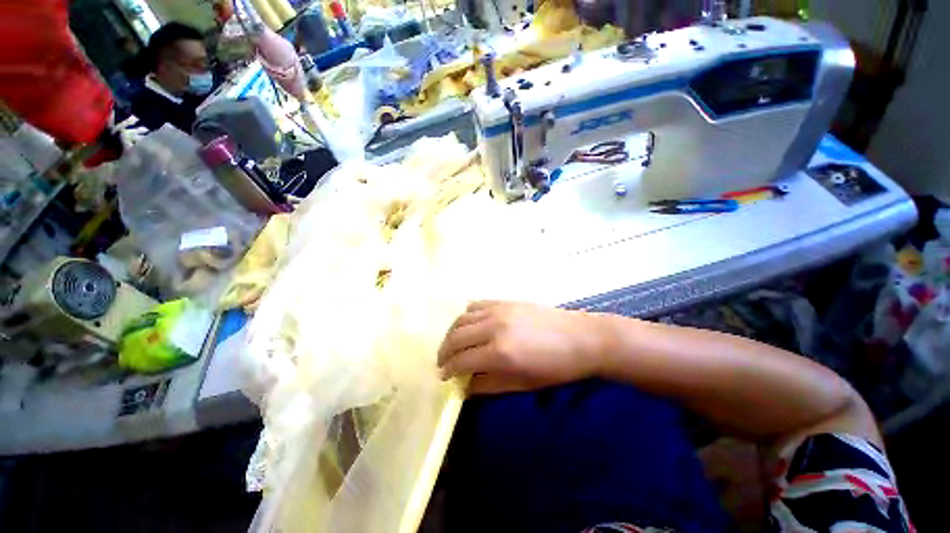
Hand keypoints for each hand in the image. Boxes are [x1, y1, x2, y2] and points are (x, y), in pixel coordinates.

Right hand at [437, 301, 613, 394]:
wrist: (581, 338)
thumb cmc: (555, 367)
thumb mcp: (522, 384)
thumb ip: (489, 385)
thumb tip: (465, 387)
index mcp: (499, 352)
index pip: (461, 361)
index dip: (448, 370)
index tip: (443, 377)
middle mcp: (493, 327)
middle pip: (456, 337)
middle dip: (444, 351)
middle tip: (442, 362)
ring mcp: (498, 310)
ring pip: (462, 318)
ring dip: (451, 332)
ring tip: (451, 344)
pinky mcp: (504, 300)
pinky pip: (476, 304)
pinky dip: (466, 315)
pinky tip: (467, 325)